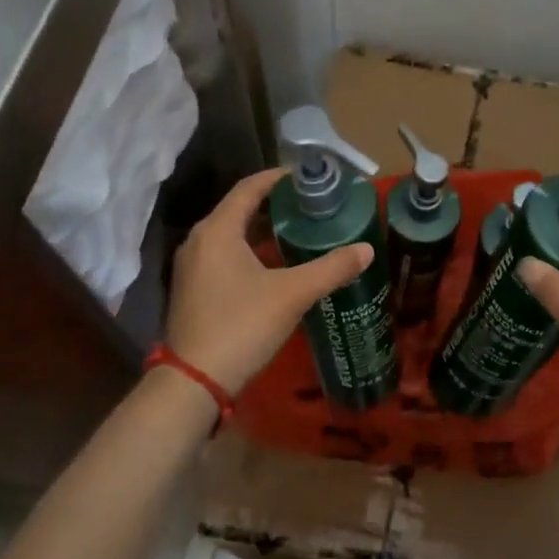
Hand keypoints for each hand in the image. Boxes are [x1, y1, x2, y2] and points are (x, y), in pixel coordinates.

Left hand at [164, 168, 373, 393]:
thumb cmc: (242, 325)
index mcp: (218, 230)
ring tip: (298, 230)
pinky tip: (275, 265)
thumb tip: (366, 250)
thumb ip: (331, 268)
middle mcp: (199, 240)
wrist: (195, 381)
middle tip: (309, 204)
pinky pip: (224, 255)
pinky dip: (249, 250)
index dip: (278, 178)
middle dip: (274, 204)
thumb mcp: (292, 294)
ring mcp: (192, 266)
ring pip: (231, 234)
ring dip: (262, 229)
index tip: (306, 177)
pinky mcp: (192, 288)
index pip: (249, 188)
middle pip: (239, 209)